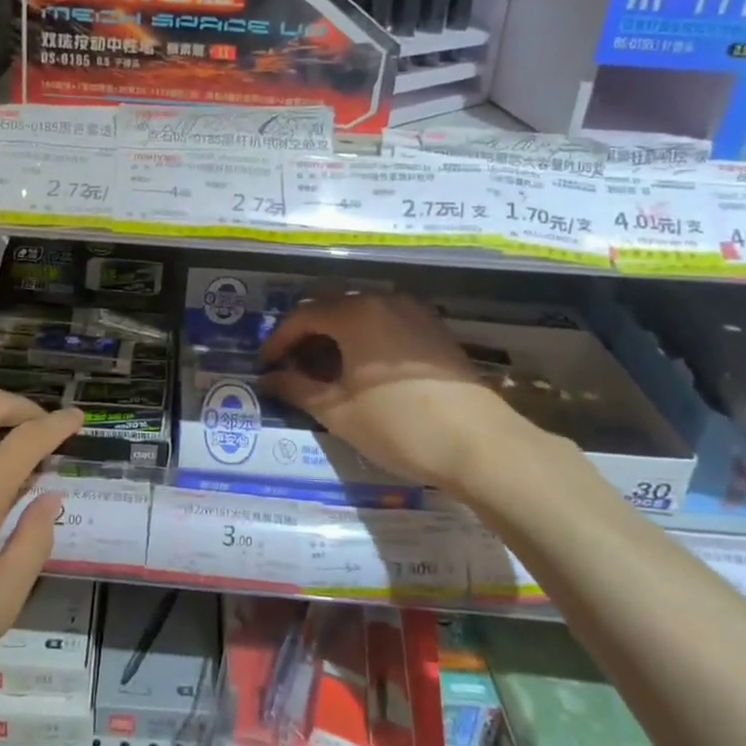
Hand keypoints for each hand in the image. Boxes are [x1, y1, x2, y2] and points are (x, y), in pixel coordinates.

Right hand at [259, 293, 547, 494]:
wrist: (480, 445)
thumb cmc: (398, 426)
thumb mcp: (338, 411)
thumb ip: (296, 388)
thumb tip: (269, 378)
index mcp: (355, 313)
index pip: (302, 316)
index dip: (278, 340)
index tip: (265, 366)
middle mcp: (383, 301)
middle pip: (331, 309)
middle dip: (306, 336)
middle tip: (291, 368)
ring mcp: (414, 312)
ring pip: (360, 316)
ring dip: (336, 338)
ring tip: (325, 373)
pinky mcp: (434, 331)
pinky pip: (386, 324)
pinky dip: (365, 340)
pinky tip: (363, 371)